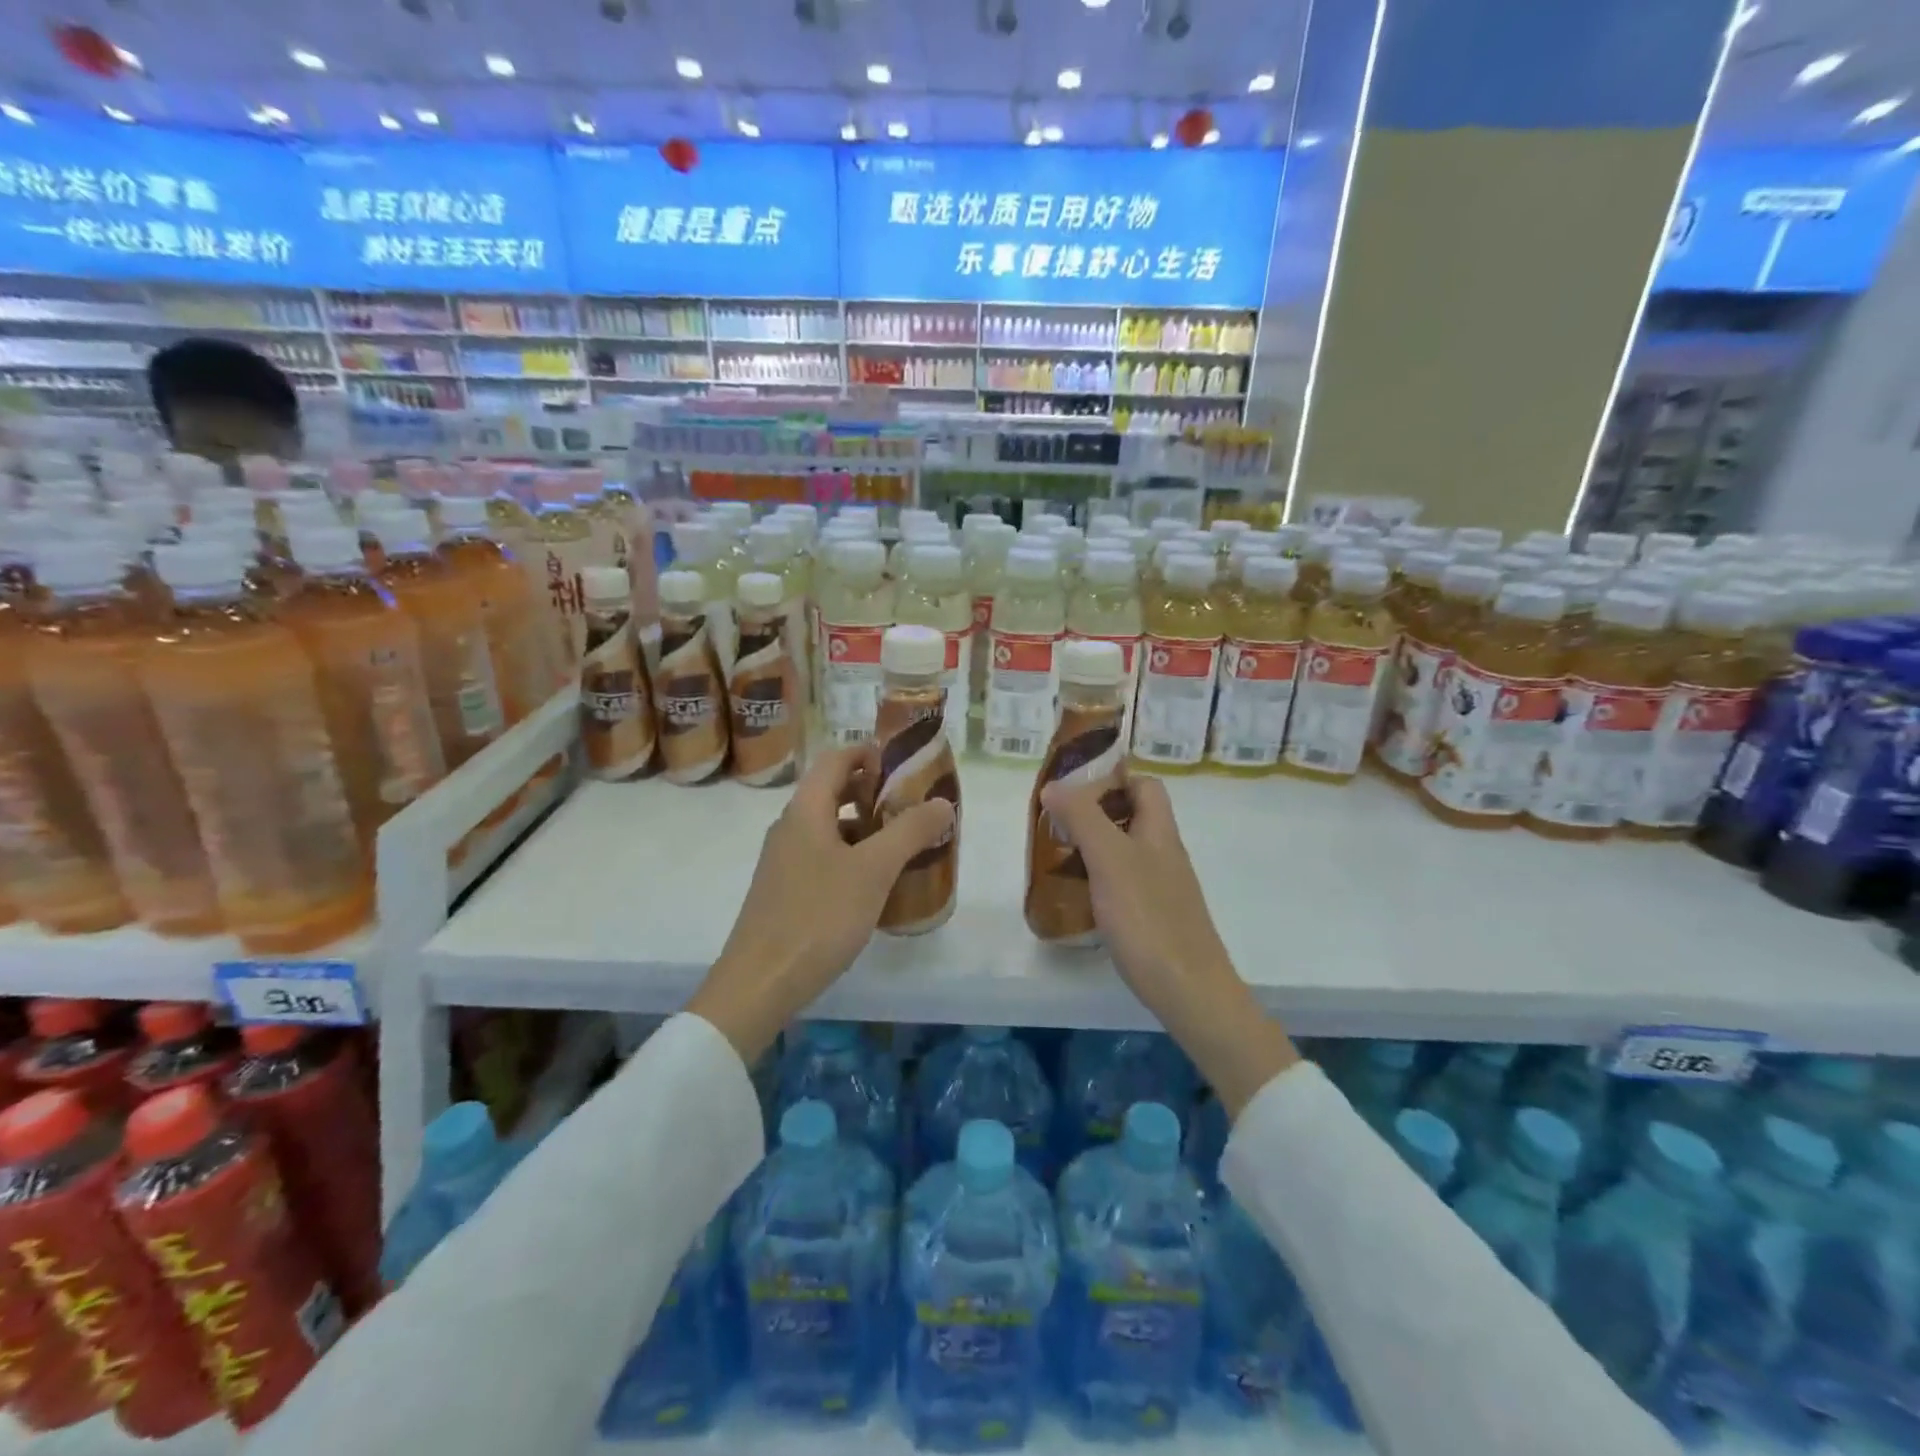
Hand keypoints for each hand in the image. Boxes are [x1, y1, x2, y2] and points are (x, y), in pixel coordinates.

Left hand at [687, 747, 955, 1063]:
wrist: (761, 982)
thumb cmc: (818, 916)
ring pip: (831, 829)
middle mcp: (791, 828)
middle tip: (914, 805)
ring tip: (905, 844)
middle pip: (834, 793)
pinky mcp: (786, 891)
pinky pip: (825, 859)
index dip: (870, 753)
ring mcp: (785, 861)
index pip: (836, 759)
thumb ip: (909, 832)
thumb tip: (942, 802)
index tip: (905, 765)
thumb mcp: (873, 870)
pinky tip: (877, 885)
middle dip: (875, 793)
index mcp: (806, 811)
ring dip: (867, 829)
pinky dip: (853, 858)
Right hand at [1041, 774, 1296, 1114]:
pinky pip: (1124, 884)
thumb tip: (1055, 784)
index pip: (1145, 785)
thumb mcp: (1110, 860)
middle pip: (1132, 817)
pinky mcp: (1154, 917)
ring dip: (1093, 848)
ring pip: (1126, 852)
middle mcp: (1164, 854)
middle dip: (1094, 814)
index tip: (1073, 789)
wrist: (1189, 990)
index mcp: (1160, 832)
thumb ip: (1083, 818)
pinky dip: (1099, 881)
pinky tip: (1079, 898)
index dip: (1113, 778)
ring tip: (1057, 858)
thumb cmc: (1149, 918)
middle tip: (1057, 825)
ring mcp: (1162, 888)